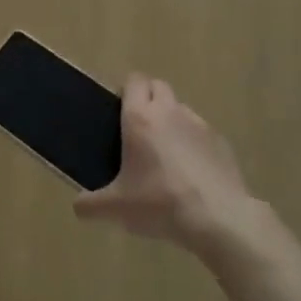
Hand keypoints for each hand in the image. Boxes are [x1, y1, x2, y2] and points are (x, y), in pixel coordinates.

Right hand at [74, 75, 267, 256]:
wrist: (219, 220)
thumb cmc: (159, 203)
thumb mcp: (116, 209)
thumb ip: (90, 205)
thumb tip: (78, 206)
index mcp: (139, 117)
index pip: (133, 81)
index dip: (126, 90)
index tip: (119, 111)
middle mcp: (169, 112)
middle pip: (158, 87)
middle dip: (148, 99)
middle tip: (138, 130)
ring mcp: (199, 125)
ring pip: (181, 109)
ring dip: (171, 120)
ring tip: (166, 154)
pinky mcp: (222, 143)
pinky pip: (202, 132)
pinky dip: (194, 143)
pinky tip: (192, 173)